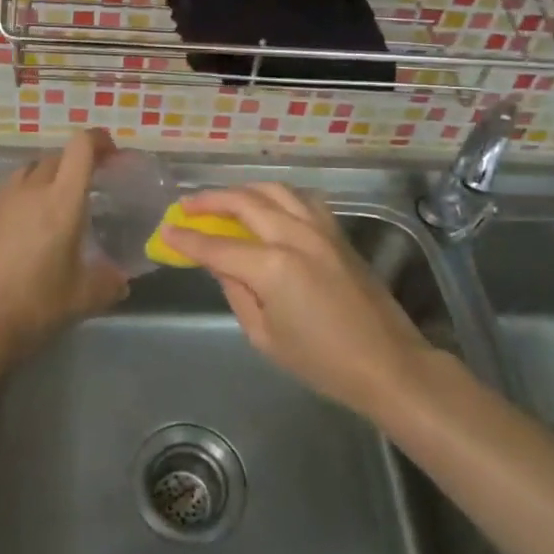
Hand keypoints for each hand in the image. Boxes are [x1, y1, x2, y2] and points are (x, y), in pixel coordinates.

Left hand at [0, 130, 128, 360]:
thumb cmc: (34, 305)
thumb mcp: (82, 298)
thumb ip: (107, 283)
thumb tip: (121, 280)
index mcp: (61, 201)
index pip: (81, 148)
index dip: (98, 140)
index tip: (110, 151)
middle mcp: (29, 191)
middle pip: (54, 158)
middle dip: (74, 163)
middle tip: (87, 186)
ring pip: (26, 174)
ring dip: (44, 179)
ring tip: (53, 205)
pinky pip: (5, 196)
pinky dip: (20, 202)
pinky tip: (22, 232)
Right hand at [161, 183, 431, 415]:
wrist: (387, 363)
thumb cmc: (322, 362)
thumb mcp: (265, 337)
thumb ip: (238, 293)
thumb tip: (220, 265)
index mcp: (272, 266)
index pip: (217, 245)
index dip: (187, 239)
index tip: (165, 230)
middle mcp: (294, 235)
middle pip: (244, 202)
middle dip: (210, 201)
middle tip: (186, 205)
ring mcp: (320, 229)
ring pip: (274, 190)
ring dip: (243, 190)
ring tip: (223, 200)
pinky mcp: (337, 232)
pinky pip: (300, 199)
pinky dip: (276, 196)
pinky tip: (268, 206)